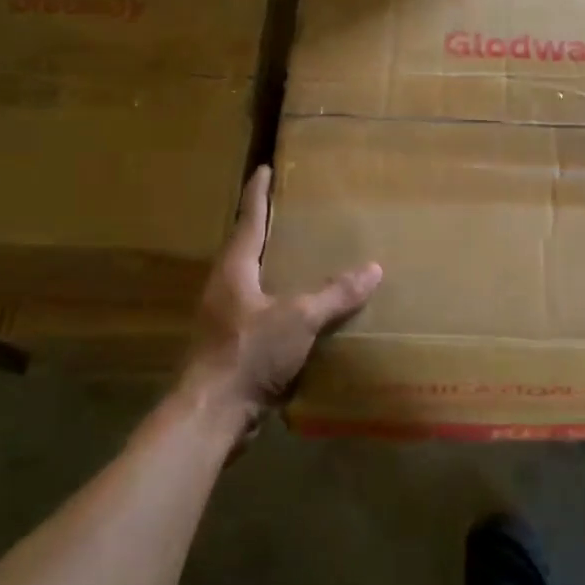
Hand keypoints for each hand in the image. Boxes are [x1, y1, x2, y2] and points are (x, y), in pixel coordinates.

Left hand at [183, 165, 381, 425]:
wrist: (211, 416)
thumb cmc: (248, 353)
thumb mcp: (299, 318)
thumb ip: (335, 294)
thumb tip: (373, 268)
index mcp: (234, 270)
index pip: (248, 220)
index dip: (257, 193)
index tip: (263, 168)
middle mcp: (224, 289)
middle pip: (246, 249)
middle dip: (266, 229)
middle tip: (292, 212)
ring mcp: (224, 320)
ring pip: (252, 283)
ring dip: (273, 268)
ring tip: (302, 259)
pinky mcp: (231, 347)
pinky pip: (260, 313)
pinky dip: (280, 304)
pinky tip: (302, 312)